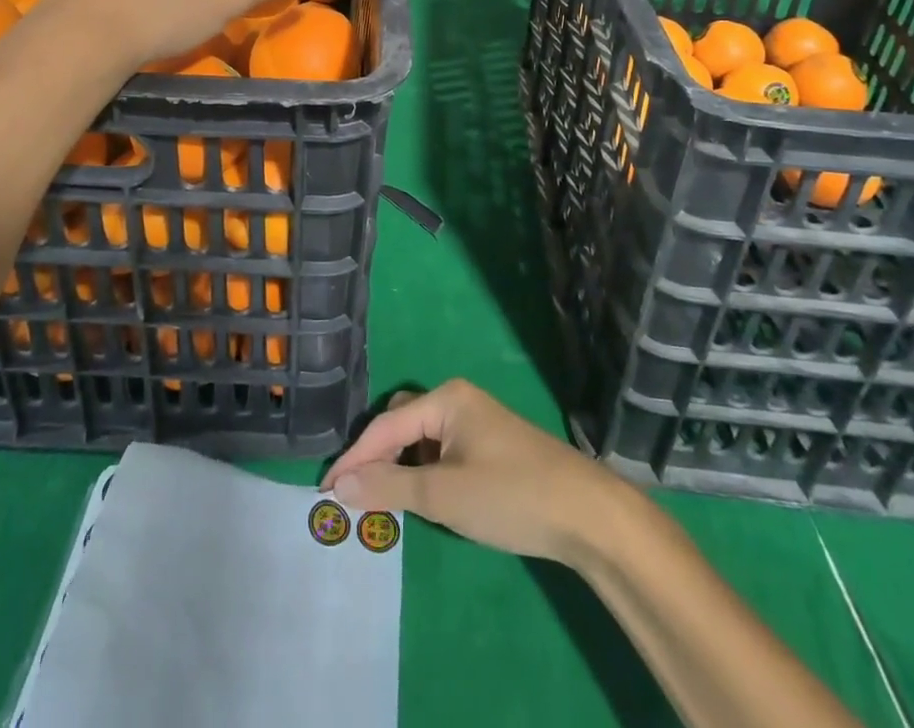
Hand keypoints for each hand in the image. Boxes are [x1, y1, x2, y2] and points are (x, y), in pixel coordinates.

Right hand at [320, 381, 625, 565]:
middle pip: (402, 422)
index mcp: (445, 398)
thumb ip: (389, 487)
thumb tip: (340, 485)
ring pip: (423, 439)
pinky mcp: (491, 446)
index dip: (354, 458)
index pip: (385, 425)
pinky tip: (427, 499)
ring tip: (386, 502)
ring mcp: (478, 422)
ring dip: (402, 466)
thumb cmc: (510, 495)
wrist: (588, 514)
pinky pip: (443, 450)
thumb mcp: (443, 494)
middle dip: (378, 456)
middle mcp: (458, 400)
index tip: (325, 489)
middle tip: (357, 495)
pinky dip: (426, 472)